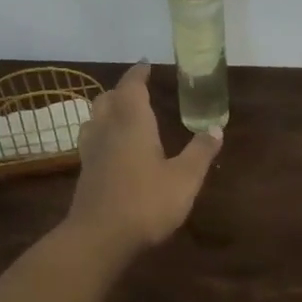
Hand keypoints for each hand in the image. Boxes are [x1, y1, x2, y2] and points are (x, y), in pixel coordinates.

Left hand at [66, 62, 221, 255]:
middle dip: (122, 90)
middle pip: (108, 98)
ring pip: (95, 117)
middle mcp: (107, 128)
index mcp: (132, 121)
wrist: (98, 238)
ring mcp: (91, 150)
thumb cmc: (145, 202)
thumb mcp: (184, 179)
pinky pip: (91, 139)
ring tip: (123, 114)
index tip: (146, 64)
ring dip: (108, 109)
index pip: (132, 86)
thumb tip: (216, 128)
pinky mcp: (84, 172)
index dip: (138, 73)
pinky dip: (102, 132)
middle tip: (138, 90)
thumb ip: (200, 152)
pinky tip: (112, 147)